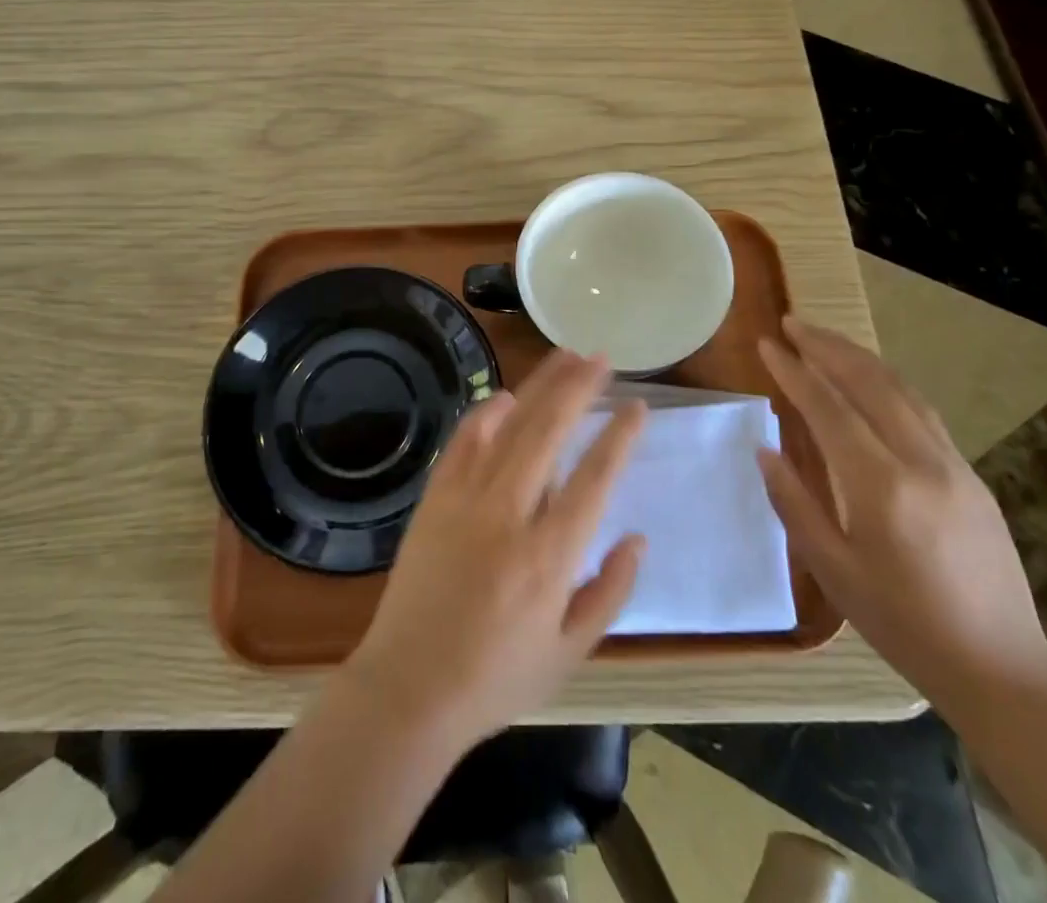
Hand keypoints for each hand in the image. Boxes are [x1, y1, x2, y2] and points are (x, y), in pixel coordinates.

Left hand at [345, 350, 647, 746]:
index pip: (595, 478)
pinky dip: (486, 414)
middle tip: (601, 359)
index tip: (637, 406)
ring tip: (564, 357)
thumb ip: (610, 591)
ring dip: (539, 387)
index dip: (619, 437)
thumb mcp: (570, 652)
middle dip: (579, 388)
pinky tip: (506, 396)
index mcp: (550, 557)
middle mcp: (509, 515)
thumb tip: (636, 537)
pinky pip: (463, 442)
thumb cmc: (496, 678)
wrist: (409, 688)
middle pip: (550, 432)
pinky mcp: (435, 498)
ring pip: (509, 426)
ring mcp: (466, 500)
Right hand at [756, 317, 1046, 716]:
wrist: (1001, 670)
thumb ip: (795, 504)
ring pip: (901, 390)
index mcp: (882, 488)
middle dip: (826, 347)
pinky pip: (922, 411)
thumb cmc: (903, 626)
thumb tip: (765, 449)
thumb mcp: (834, 571)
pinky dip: (887, 382)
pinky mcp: (971, 475)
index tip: (766, 344)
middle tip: (791, 323)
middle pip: (869, 383)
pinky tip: (869, 380)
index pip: (829, 408)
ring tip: (823, 339)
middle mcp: (921, 462)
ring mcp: (954, 465)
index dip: (794, 371)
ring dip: (858, 357)